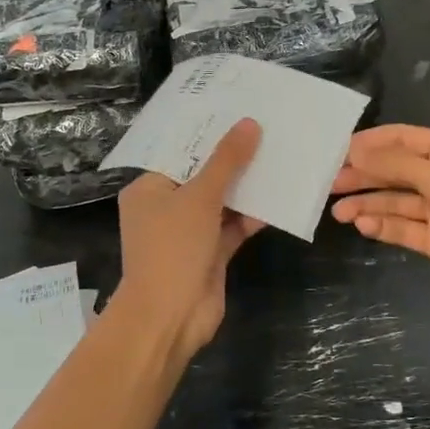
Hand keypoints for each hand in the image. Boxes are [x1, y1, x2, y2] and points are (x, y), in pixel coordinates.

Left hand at [115, 119, 262, 368]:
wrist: (170, 317)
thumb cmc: (173, 248)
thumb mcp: (200, 197)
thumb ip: (226, 161)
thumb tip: (249, 124)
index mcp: (149, 189)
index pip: (178, 153)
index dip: (207, 134)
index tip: (237, 111)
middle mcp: (166, 207)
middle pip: (202, 176)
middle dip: (232, 159)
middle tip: (266, 128)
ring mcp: (189, 233)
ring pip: (221, 202)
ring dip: (246, 186)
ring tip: (279, 155)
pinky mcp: (210, 254)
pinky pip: (233, 227)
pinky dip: (252, 215)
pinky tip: (280, 197)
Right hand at [330, 125, 429, 325]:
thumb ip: (398, 165)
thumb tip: (356, 151)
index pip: (404, 139)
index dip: (371, 143)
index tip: (335, 151)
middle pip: (396, 171)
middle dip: (364, 175)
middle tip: (328, 183)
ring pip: (396, 202)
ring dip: (368, 204)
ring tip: (337, 211)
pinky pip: (405, 229)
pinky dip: (383, 227)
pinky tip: (363, 227)